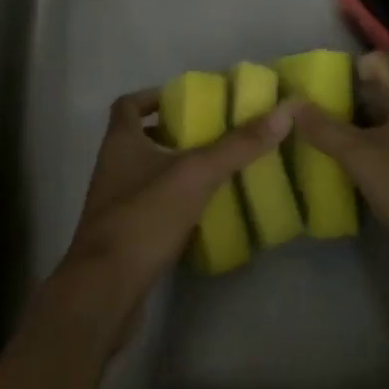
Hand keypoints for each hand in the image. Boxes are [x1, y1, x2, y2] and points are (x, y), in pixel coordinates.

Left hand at [54, 88, 291, 333]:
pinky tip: (202, 212)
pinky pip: (150, 208)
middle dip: (172, 133)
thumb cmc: (144, 218)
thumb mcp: (196, 174)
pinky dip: (173, 203)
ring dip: (173, 169)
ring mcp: (114, 205)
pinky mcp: (123, 237)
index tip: (185, 100)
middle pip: (138, 138)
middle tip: (210, 134)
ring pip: (145, 174)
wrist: (104, 291)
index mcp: (120, 142)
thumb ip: (238, 145)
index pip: (128, 105)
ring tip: (213, 170)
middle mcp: (112, 168)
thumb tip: (284, 111)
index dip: (153, 97)